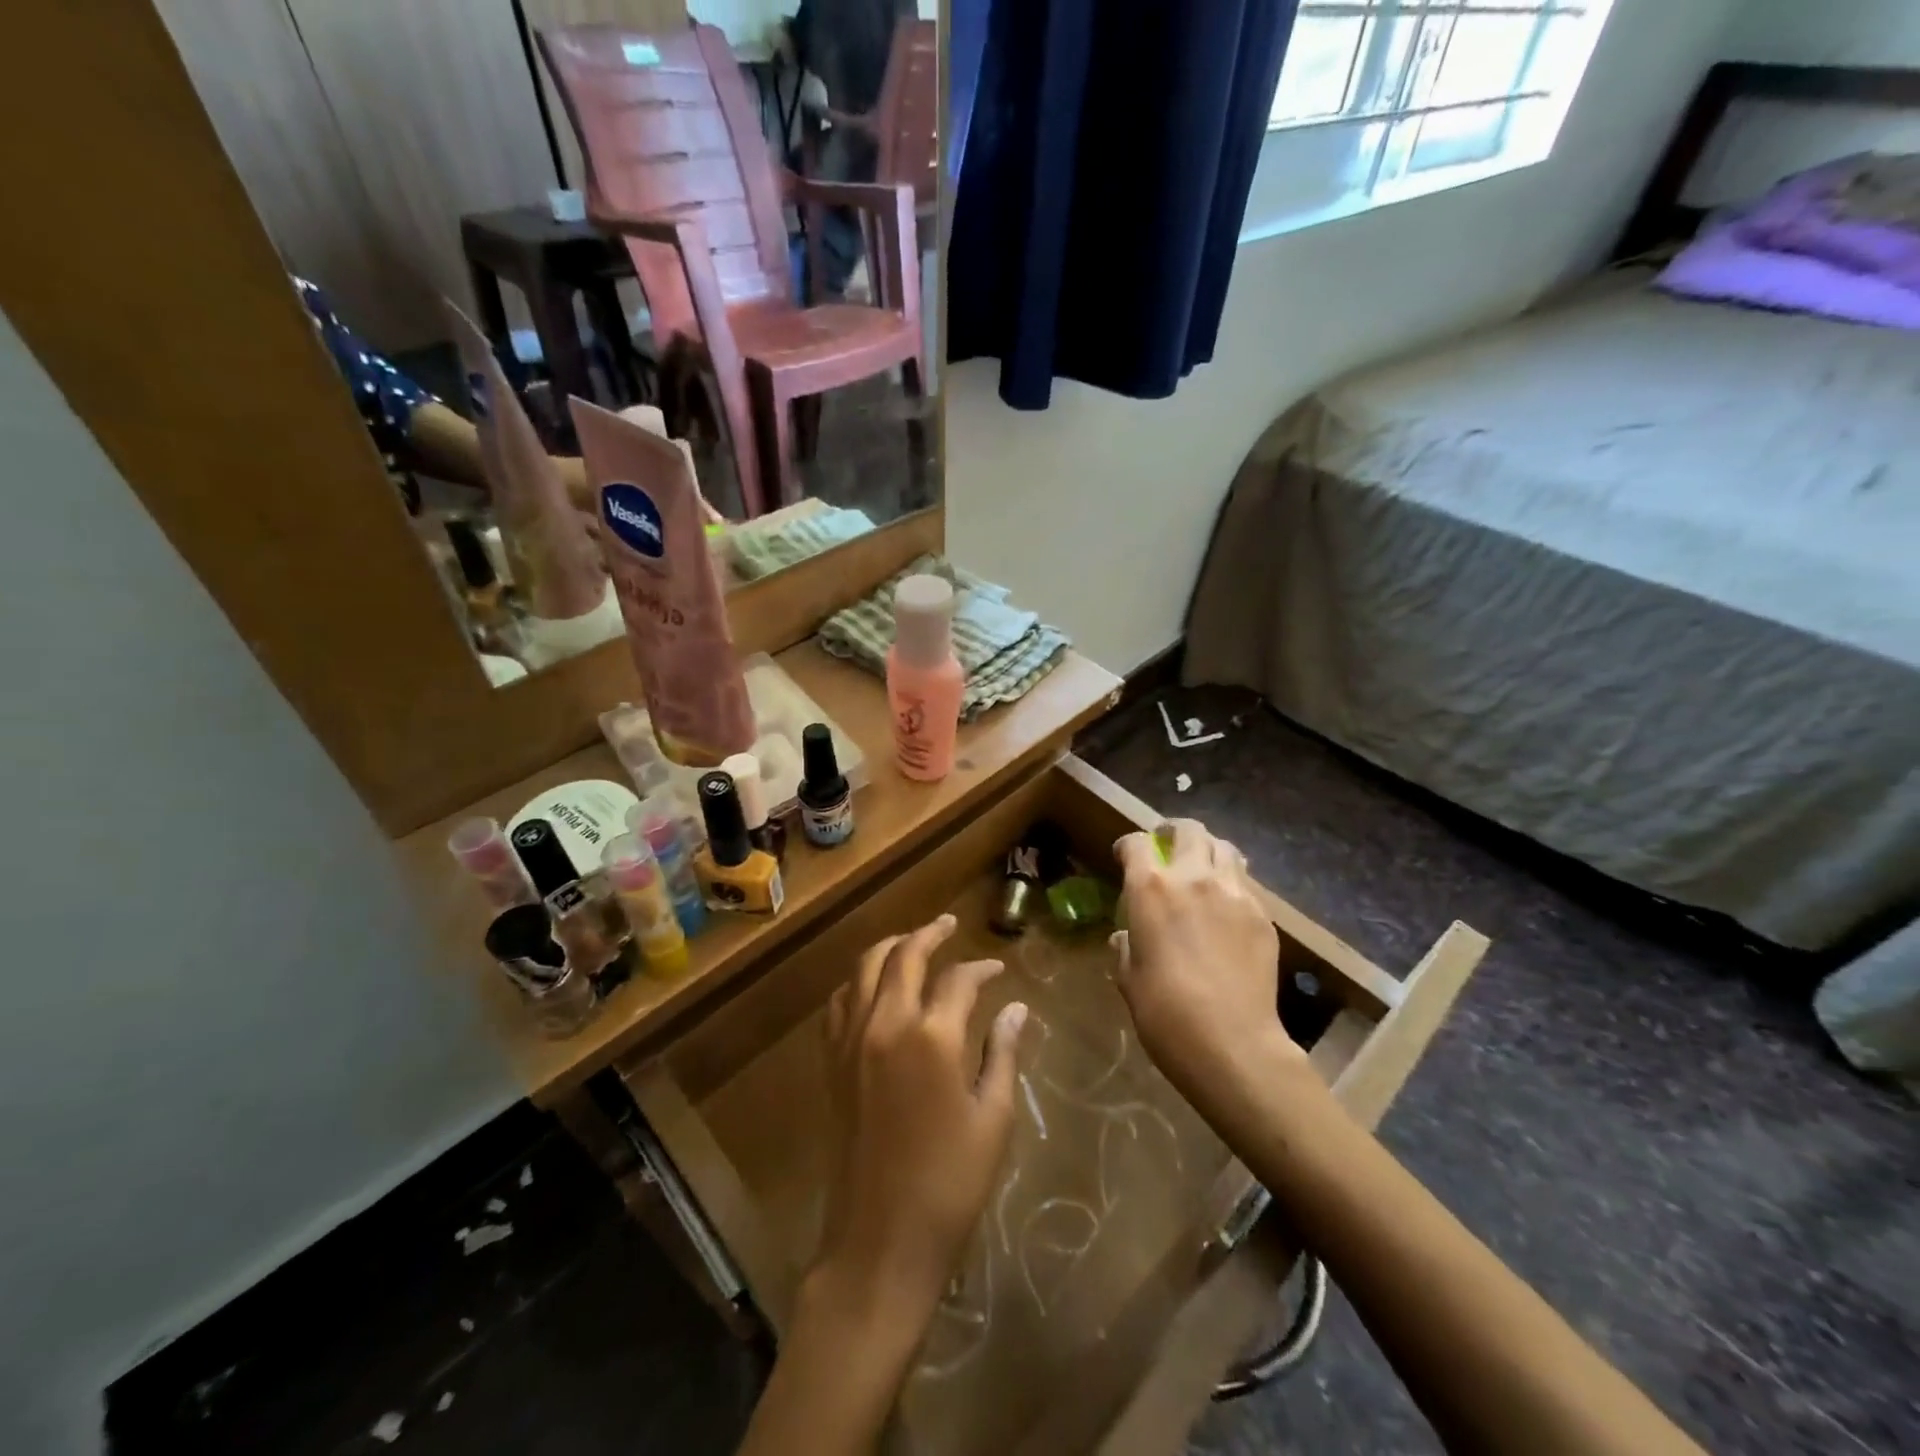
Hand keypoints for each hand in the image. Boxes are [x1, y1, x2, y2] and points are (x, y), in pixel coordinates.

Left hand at [816, 915, 1028, 1324]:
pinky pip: (840, 1002)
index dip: (982, 969)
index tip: (997, 971)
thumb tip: (1017, 1009)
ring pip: (864, 968)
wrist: (880, 1240)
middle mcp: (886, 1024)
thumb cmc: (950, 1184)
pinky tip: (873, 988)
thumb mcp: (992, 1118)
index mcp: (932, 1037)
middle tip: (949, 925)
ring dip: (891, 948)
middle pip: (904, 956)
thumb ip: (1002, 1054)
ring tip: (912, 943)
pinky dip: (858, 982)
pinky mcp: (831, 1062)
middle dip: (930, 933)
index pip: (959, 979)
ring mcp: (851, 1041)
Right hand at [1111, 820, 1296, 1106]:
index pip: (1137, 843)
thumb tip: (1126, 937)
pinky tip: (1226, 909)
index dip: (1128, 846)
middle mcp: (1193, 877)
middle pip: (1188, 830)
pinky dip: (1231, 884)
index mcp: (1151, 888)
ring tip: (1201, 870)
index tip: (1124, 857)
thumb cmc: (1164, 1012)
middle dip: (1173, 832)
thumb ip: (1125, 946)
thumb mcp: (1128, 977)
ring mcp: (1234, 893)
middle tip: (1166, 847)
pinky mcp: (1263, 915)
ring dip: (1208, 851)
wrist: (1232, 1044)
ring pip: (1224, 847)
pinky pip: (1245, 884)